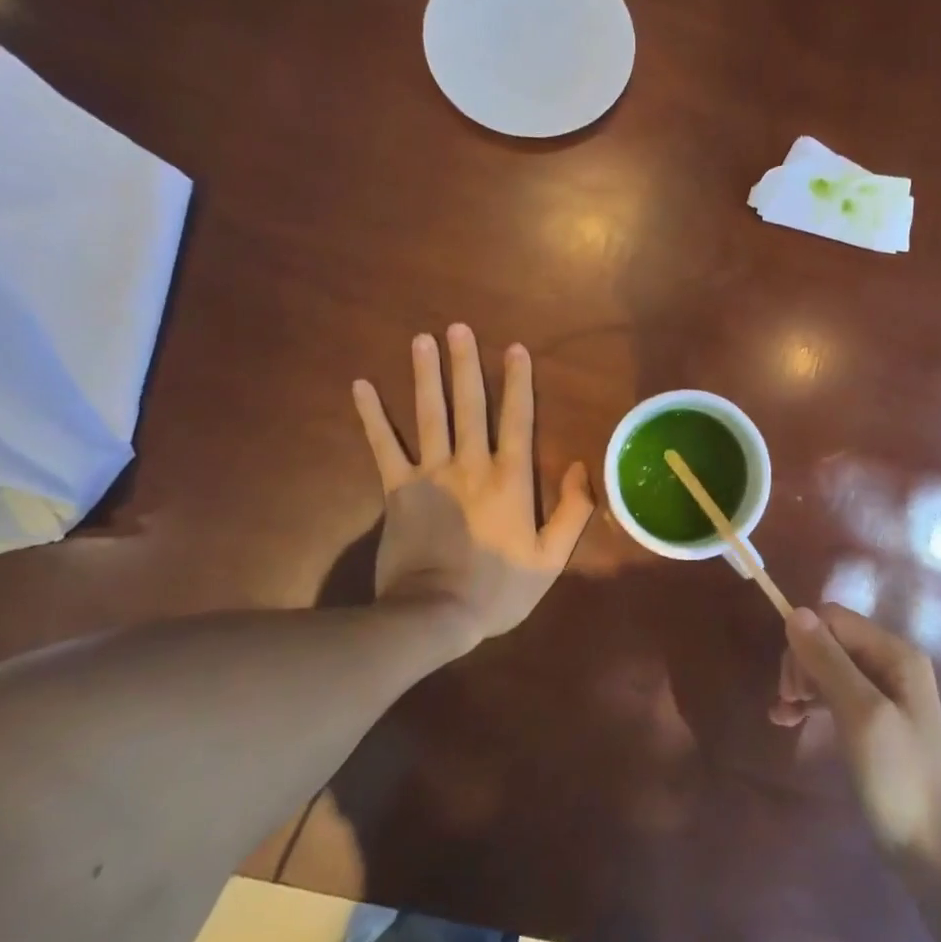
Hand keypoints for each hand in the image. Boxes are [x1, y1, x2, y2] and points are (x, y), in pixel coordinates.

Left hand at [352, 324, 593, 647]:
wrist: (434, 614)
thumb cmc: (498, 589)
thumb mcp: (550, 559)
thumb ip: (572, 512)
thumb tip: (579, 467)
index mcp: (510, 479)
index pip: (517, 419)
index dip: (518, 383)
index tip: (515, 349)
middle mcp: (471, 464)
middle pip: (469, 405)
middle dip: (465, 364)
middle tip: (458, 327)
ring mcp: (431, 474)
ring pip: (429, 414)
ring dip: (426, 375)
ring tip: (422, 340)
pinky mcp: (398, 489)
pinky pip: (384, 445)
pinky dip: (372, 415)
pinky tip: (361, 386)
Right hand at [782, 604, 940, 871]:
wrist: (928, 848)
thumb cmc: (897, 776)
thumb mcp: (860, 714)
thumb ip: (828, 661)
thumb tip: (795, 612)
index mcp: (897, 654)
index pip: (835, 619)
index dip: (805, 642)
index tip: (792, 685)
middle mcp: (892, 663)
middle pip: (830, 639)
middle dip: (802, 664)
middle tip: (788, 702)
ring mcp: (885, 692)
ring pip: (828, 665)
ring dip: (801, 683)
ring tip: (783, 715)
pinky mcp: (873, 718)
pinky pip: (834, 692)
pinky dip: (809, 702)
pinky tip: (787, 720)